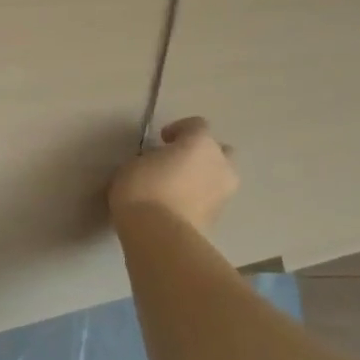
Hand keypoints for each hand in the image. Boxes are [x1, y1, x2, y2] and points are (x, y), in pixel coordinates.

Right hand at [110, 116, 239, 228]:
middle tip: (178, 162)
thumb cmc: (143, 188)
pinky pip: (210, 200)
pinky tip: (177, 206)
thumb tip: (158, 164)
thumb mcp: (135, 163)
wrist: (159, 234)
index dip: (179, 129)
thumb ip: (152, 158)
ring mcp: (224, 193)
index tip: (162, 140)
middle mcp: (220, 164)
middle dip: (202, 154)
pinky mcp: (219, 219)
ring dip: (202, 178)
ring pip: (218, 178)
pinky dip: (198, 200)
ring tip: (177, 187)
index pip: (197, 125)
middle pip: (219, 151)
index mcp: (201, 143)